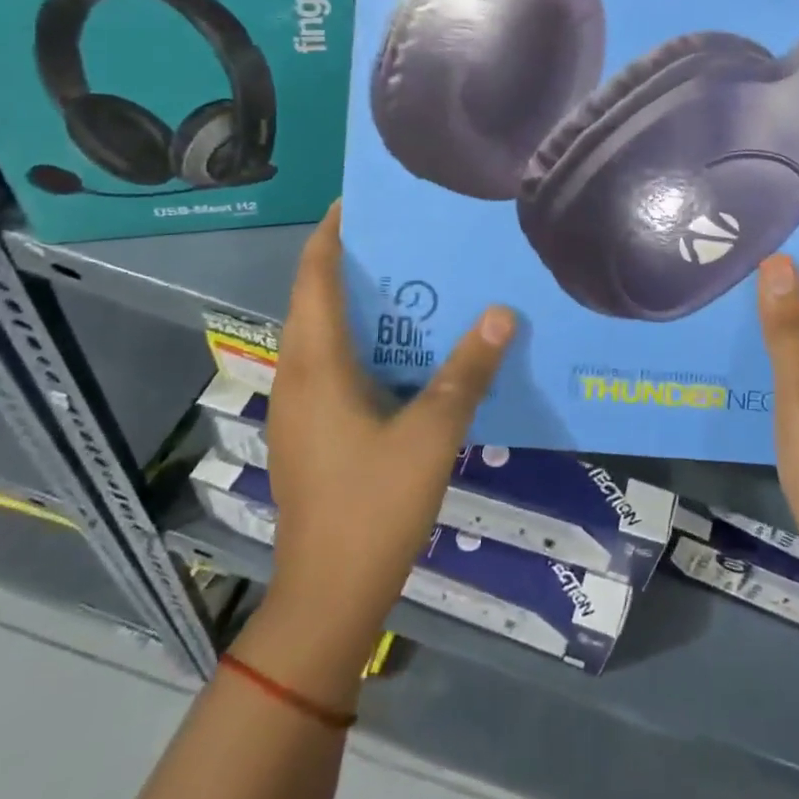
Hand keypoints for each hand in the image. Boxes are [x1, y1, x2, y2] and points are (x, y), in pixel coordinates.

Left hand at [237, 201, 514, 698]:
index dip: (329, 234)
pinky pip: (331, 367)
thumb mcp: (433, 434)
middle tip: (405, 237)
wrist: (327, 598)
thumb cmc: (374, 506)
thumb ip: (467, 371)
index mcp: (317, 366)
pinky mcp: (310, 435)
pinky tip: (404, 355)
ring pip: (322, 337)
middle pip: (314, 301)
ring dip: (357, 305)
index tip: (358, 200)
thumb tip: (500, 312)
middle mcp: (298, 378)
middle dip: (350, 263)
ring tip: (411, 283)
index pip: (314, 278)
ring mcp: (299, 410)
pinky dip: (360, 343)